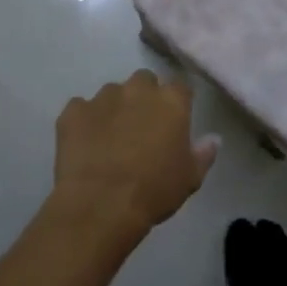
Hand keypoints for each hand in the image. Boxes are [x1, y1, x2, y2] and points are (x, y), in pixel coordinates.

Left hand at [53, 70, 217, 231]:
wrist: (101, 204)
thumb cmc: (155, 191)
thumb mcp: (190, 178)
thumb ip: (203, 153)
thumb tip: (212, 139)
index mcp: (171, 101)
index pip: (180, 86)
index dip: (177, 101)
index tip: (174, 120)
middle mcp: (137, 90)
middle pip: (144, 81)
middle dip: (144, 96)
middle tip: (142, 126)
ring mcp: (102, 97)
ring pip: (112, 93)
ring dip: (115, 108)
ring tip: (111, 137)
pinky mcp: (73, 111)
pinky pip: (81, 108)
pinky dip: (84, 121)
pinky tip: (85, 144)